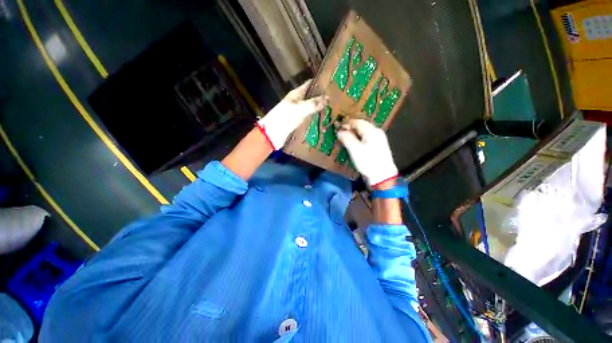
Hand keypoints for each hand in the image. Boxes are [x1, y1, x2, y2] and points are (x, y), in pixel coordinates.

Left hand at [257, 80, 326, 149]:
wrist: (272, 134)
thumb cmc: (285, 117)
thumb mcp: (299, 109)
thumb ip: (313, 104)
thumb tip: (327, 98)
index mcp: (296, 94)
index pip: (310, 84)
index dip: (320, 83)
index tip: (332, 84)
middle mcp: (297, 102)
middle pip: (311, 97)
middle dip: (322, 97)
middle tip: (336, 99)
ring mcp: (298, 113)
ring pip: (311, 108)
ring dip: (319, 109)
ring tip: (333, 110)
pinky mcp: (298, 123)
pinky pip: (309, 118)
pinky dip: (315, 119)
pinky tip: (324, 120)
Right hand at [337, 119, 397, 186]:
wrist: (382, 176)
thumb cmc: (368, 162)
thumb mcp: (355, 150)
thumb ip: (347, 138)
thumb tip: (339, 131)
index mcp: (371, 131)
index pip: (357, 122)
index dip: (347, 123)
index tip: (338, 127)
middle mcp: (377, 132)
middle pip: (362, 126)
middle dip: (351, 128)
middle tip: (341, 133)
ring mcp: (380, 138)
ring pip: (364, 132)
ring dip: (355, 133)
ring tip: (346, 138)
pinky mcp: (379, 145)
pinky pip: (367, 137)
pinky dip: (360, 138)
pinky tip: (355, 144)